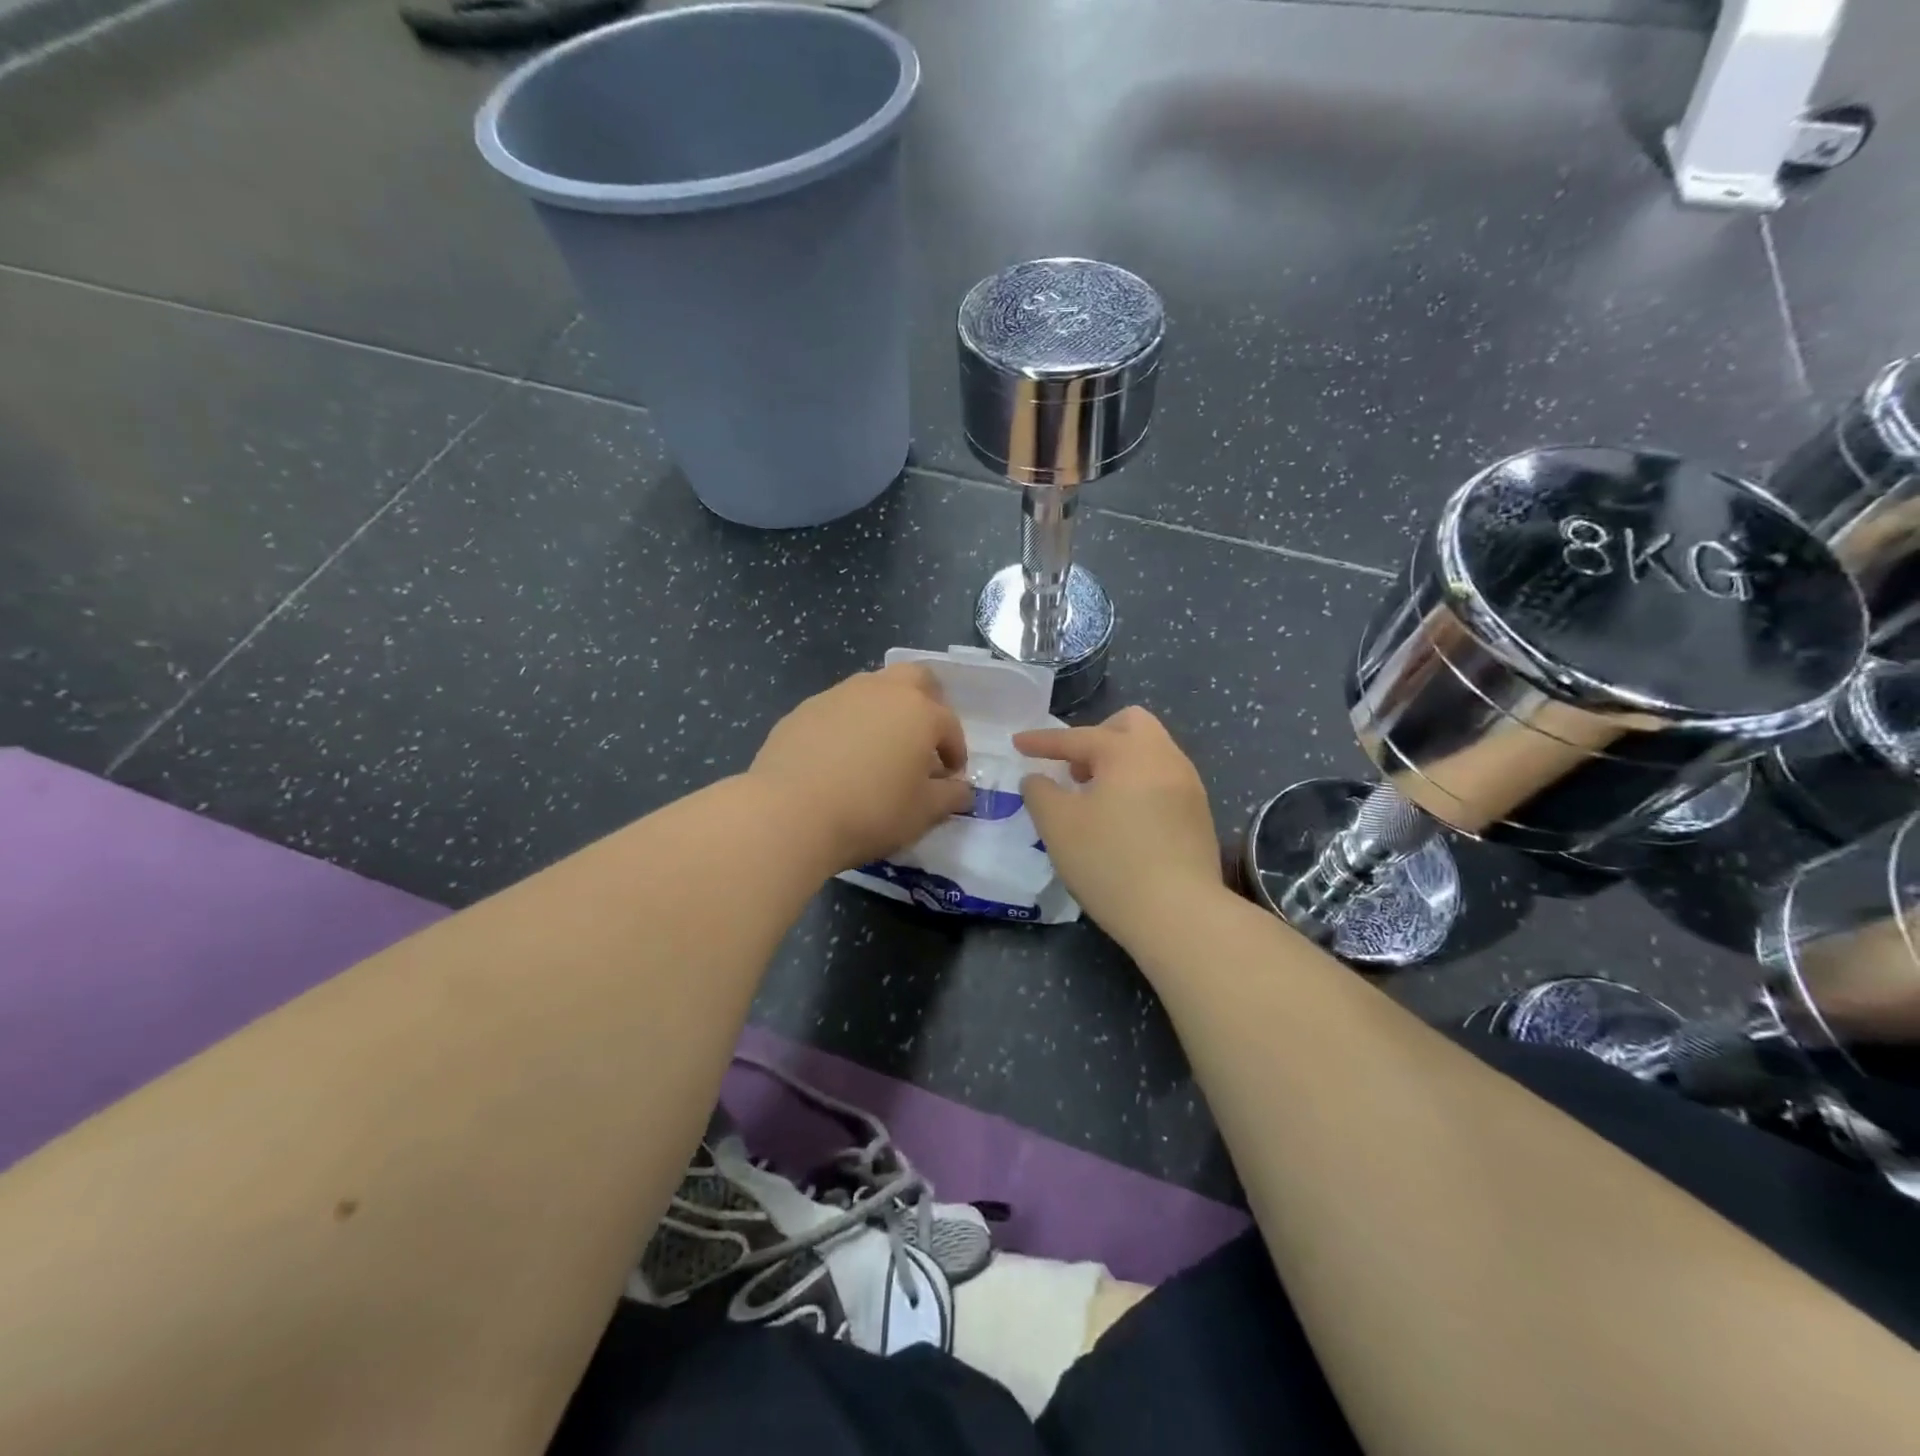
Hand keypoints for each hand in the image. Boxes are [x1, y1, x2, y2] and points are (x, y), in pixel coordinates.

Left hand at [749, 664, 973, 873]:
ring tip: (880, 749)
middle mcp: (882, 691)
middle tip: (923, 740)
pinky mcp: (804, 709)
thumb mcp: (923, 813)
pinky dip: (850, 725)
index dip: (956, 752)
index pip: (950, 725)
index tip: (950, 777)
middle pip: (916, 679)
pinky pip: (839, 708)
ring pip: (874, 689)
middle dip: (928, 704)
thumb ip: (950, 797)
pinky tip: (840, 758)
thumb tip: (962, 790)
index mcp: (919, 712)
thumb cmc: (871, 811)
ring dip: (886, 711)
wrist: (790, 812)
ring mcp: (839, 695)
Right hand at [1014, 708, 1223, 944]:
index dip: (1043, 741)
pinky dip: (1138, 786)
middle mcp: (1165, 758)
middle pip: (1130, 725)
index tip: (1017, 745)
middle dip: (1096, 738)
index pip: (1078, 737)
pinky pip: (1163, 782)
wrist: (1180, 915)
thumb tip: (1038, 779)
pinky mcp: (1199, 816)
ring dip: (1119, 764)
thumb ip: (1040, 792)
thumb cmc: (1110, 862)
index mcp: (1129, 752)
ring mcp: (1189, 786)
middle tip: (1075, 771)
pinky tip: (1124, 821)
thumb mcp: (1058, 825)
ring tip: (1096, 799)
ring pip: (1151, 754)